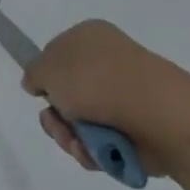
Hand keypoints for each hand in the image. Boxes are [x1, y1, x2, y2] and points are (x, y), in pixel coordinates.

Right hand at [21, 20, 189, 180]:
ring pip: (81, 122)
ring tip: (79, 142)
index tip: (41, 92)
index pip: (56, 54)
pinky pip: (103, 142)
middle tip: (58, 122)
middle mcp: (108, 63)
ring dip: (70, 136)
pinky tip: (96, 151)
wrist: (156, 113)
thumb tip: (39, 84)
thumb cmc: (95, 80)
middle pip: (66, 95)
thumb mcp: (44, 68)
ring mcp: (126, 96)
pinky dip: (94, 150)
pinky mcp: (139, 128)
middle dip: (56, 116)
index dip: (46, 76)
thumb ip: (33, 73)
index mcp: (89, 37)